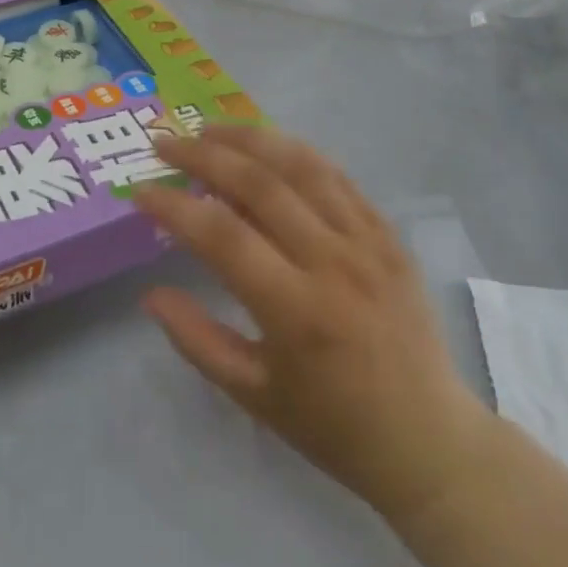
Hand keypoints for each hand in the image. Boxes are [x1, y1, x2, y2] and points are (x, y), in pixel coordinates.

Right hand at [135, 126, 491, 523]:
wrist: (427, 438)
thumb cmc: (331, 424)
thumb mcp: (252, 394)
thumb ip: (196, 340)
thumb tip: (150, 294)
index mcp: (296, 310)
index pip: (222, 235)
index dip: (174, 207)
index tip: (140, 191)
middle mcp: (333, 262)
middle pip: (259, 183)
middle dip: (203, 154)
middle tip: (164, 142)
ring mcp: (367, 241)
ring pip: (301, 165)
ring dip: (248, 138)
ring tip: (208, 128)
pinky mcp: (388, 234)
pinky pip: (337, 177)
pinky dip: (294, 153)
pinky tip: (266, 145)